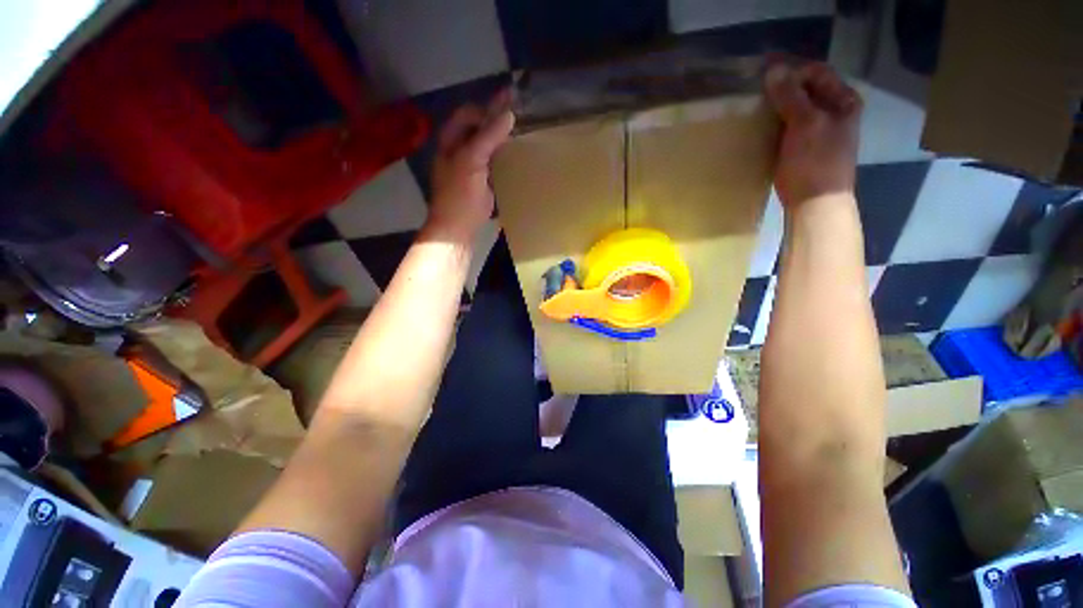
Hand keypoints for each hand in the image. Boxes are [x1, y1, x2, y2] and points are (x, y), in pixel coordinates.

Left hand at [427, 90, 514, 237]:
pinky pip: (493, 160)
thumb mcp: (471, 161)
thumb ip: (488, 137)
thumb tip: (509, 114)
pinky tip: (516, 153)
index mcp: (450, 140)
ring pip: (486, 143)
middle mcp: (459, 149)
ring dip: (501, 136)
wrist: (457, 228)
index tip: (511, 99)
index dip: (488, 105)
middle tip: (520, 111)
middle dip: (496, 118)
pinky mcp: (481, 181)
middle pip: (478, 127)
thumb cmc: (460, 195)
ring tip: (521, 128)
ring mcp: (470, 166)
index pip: (470, 113)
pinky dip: (503, 154)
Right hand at [764, 62, 861, 206]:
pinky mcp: (802, 147)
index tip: (764, 75)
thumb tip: (773, 70)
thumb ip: (790, 96)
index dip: (792, 70)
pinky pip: (787, 127)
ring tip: (753, 107)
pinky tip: (759, 127)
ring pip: (795, 108)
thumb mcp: (805, 124)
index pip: (816, 72)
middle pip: (806, 89)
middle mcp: (833, 111)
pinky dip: (774, 123)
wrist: (815, 203)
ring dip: (776, 106)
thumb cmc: (815, 162)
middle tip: (755, 91)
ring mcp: (818, 131)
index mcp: (843, 101)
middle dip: (781, 88)